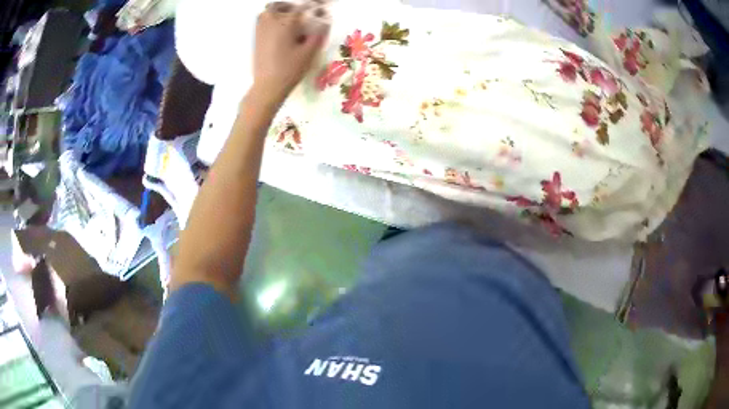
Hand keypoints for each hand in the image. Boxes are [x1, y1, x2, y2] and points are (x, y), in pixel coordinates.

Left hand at [253, 2, 329, 104]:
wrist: (268, 86)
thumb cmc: (290, 70)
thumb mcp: (309, 52)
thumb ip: (317, 35)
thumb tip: (324, 24)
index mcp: (285, 23)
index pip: (301, 7)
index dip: (312, 6)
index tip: (320, 8)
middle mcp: (271, 22)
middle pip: (280, 6)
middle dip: (291, 6)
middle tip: (300, 12)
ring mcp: (260, 30)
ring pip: (267, 11)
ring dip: (278, 11)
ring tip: (288, 18)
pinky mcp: (256, 39)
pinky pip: (261, 21)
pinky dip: (269, 19)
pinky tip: (278, 27)